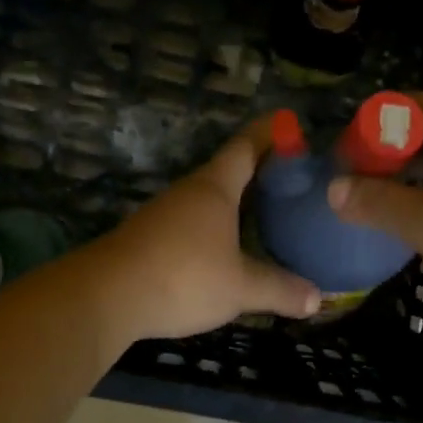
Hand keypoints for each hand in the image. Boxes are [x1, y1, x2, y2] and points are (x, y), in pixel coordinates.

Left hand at [86, 121, 321, 342]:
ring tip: (263, 211)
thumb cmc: (183, 277)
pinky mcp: (148, 238)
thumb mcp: (240, 288)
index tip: (289, 123)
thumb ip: (279, 289)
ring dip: (234, 200)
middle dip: (257, 169)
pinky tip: (225, 246)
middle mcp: (189, 192)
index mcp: (214, 188)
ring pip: (207, 198)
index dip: (269, 133)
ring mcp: (164, 214)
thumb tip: (317, 299)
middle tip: (290, 176)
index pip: (246, 147)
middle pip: (227, 170)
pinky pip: (191, 222)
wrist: (105, 297)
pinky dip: (214, 226)